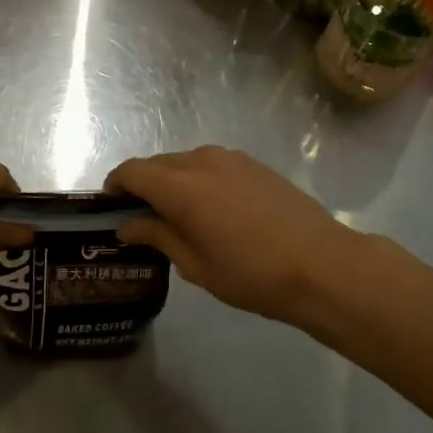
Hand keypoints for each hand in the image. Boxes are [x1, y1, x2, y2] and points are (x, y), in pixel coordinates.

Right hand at [105, 146, 357, 323]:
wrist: (322, 264)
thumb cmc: (252, 274)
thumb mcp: (196, 265)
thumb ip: (157, 236)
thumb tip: (126, 224)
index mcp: (180, 186)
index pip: (131, 172)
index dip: (115, 186)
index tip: (110, 208)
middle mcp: (201, 160)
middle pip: (157, 164)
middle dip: (143, 186)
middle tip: (142, 219)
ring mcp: (230, 158)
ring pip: (184, 162)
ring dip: (172, 181)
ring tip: (179, 217)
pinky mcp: (253, 163)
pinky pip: (211, 164)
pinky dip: (198, 179)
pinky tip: (212, 210)